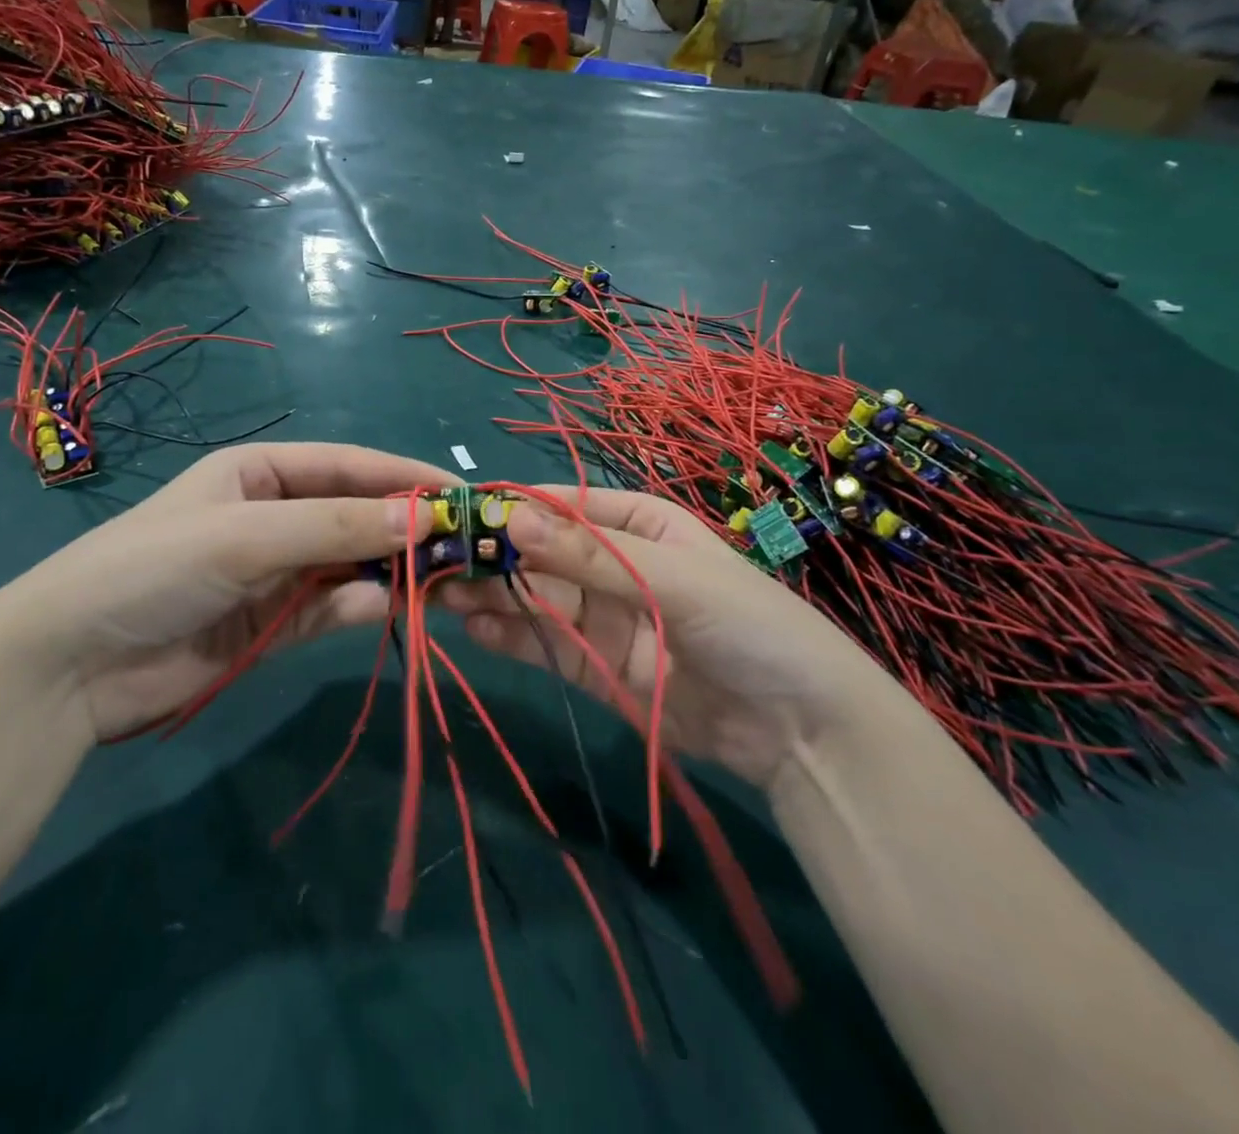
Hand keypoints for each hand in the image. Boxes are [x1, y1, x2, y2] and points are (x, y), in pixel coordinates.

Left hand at [0, 444, 457, 740]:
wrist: (69, 666)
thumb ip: (336, 528)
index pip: (349, 466)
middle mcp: (273, 515)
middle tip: (461, 545)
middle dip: (404, 528)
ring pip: (349, 564)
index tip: (460, 494)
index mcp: (261, 472)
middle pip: (354, 516)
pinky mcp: (271, 625)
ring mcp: (274, 572)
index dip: (404, 477)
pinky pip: (328, 609)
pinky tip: (380, 608)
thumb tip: (425, 519)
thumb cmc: (155, 567)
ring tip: (437, 579)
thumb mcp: (247, 535)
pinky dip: (356, 608)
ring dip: (388, 570)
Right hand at [443, 488, 891, 787]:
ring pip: (535, 598)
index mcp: (638, 524)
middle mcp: (613, 564)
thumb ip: (589, 555)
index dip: (515, 509)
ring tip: (442, 594)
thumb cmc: (748, 624)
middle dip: (494, 557)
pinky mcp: (594, 666)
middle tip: (438, 561)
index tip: (462, 513)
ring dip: (491, 595)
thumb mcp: (671, 577)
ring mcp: (602, 617)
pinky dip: (508, 636)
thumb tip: (513, 518)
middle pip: (541, 554)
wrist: (800, 730)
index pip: (564, 507)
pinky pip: (544, 643)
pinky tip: (473, 629)